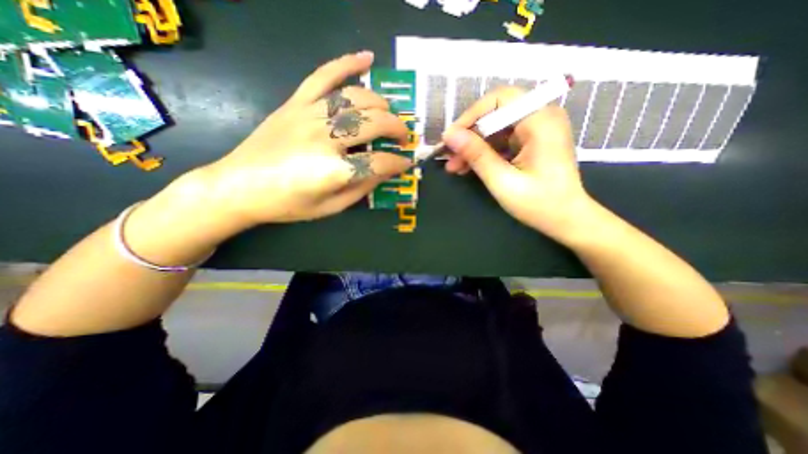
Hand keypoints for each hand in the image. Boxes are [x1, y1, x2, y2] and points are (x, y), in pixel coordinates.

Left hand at [197, 51, 411, 228]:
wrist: (239, 186)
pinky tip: (367, 58)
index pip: (379, 162)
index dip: (398, 163)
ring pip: (356, 98)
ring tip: (388, 114)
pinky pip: (324, 75)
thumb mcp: (330, 208)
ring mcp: (309, 115)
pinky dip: (347, 63)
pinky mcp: (295, 103)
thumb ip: (361, 189)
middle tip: (402, 138)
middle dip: (396, 129)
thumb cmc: (287, 204)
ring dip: (381, 104)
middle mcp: (324, 138)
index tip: (406, 163)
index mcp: (333, 171)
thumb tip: (385, 171)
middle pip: (373, 123)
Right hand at [441, 84, 590, 240]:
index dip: (471, 116)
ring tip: (454, 166)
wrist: (566, 219)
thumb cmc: (539, 204)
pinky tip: (467, 167)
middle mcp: (540, 117)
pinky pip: (501, 140)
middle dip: (469, 135)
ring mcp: (536, 130)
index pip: (499, 100)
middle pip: (495, 114)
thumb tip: (449, 135)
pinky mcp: (531, 142)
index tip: (451, 138)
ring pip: (495, 129)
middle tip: (448, 156)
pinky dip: (484, 153)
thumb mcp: (503, 181)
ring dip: (473, 147)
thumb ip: (477, 155)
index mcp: (540, 121)